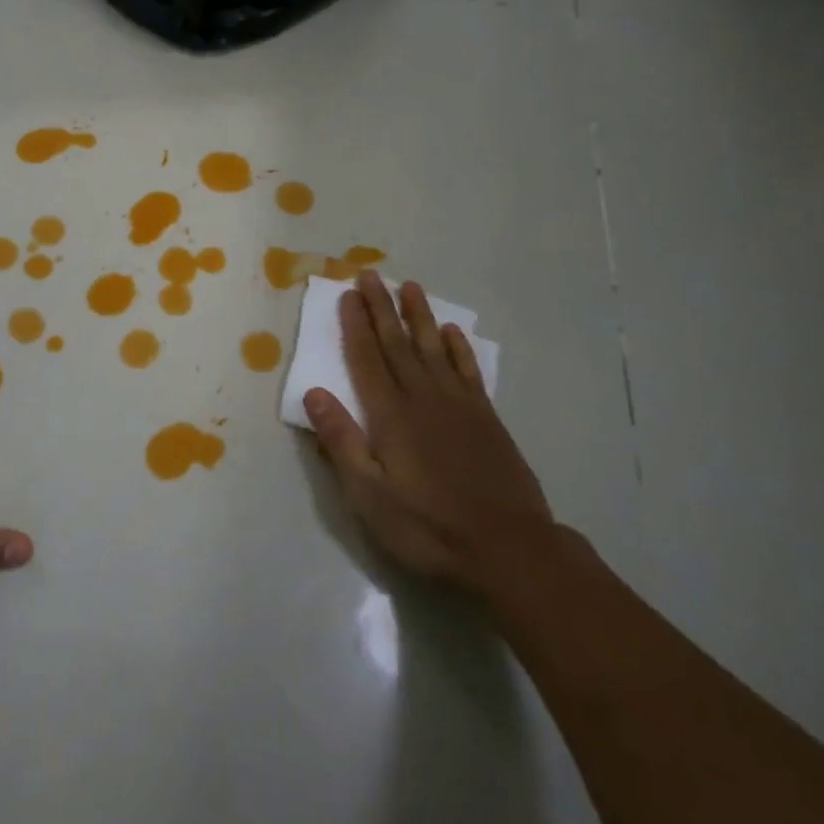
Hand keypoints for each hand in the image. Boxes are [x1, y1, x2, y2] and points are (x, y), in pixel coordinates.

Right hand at [305, 272, 554, 594]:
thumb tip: (314, 393)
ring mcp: (459, 405)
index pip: (367, 359)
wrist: (508, 548)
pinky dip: (458, 348)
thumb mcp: (370, 496)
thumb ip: (341, 441)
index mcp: (391, 415)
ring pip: (433, 348)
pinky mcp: (486, 418)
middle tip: (370, 274)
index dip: (355, 325)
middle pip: (397, 344)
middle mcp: (423, 398)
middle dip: (381, 308)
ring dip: (419, 316)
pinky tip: (451, 332)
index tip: (347, 294)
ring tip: (409, 287)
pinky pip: (467, 370)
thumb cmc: (428, 527)